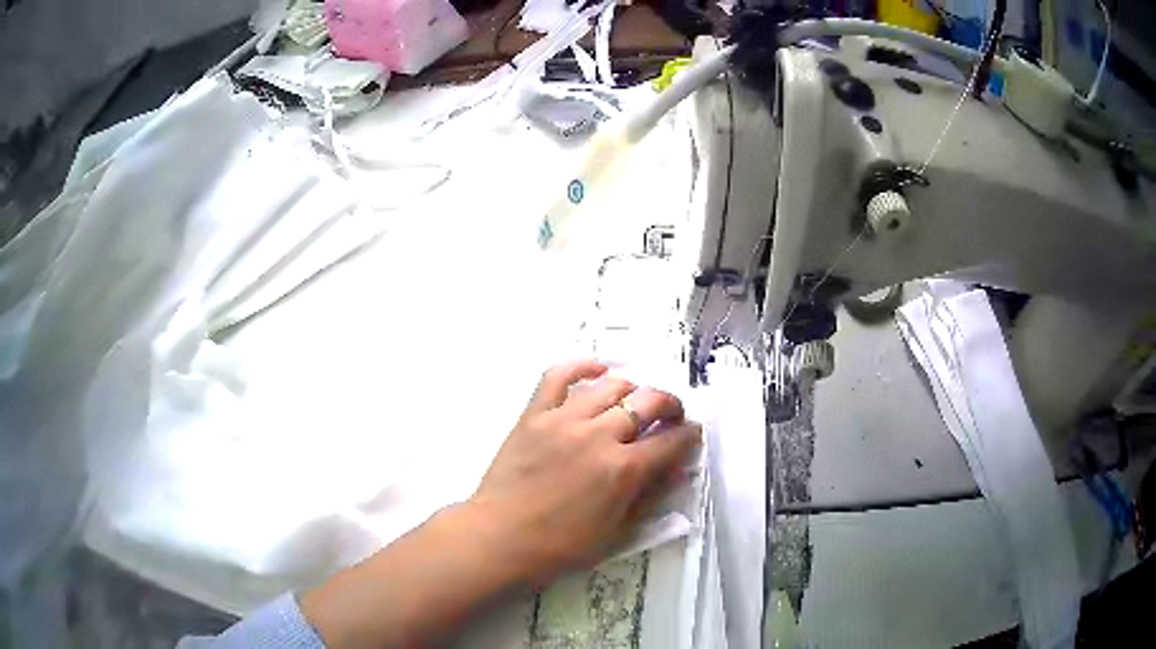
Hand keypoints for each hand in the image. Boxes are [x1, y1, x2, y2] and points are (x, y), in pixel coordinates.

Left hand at [466, 359, 701, 585]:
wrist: (500, 538)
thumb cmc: (560, 546)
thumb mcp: (616, 531)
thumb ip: (649, 496)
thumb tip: (677, 470)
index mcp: (624, 470)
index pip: (672, 441)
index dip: (689, 435)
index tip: (691, 434)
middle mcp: (600, 436)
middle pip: (648, 402)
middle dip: (670, 404)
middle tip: (670, 415)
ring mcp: (564, 420)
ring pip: (611, 386)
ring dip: (632, 389)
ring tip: (634, 400)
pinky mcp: (535, 414)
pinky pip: (558, 376)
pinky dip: (581, 366)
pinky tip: (597, 370)